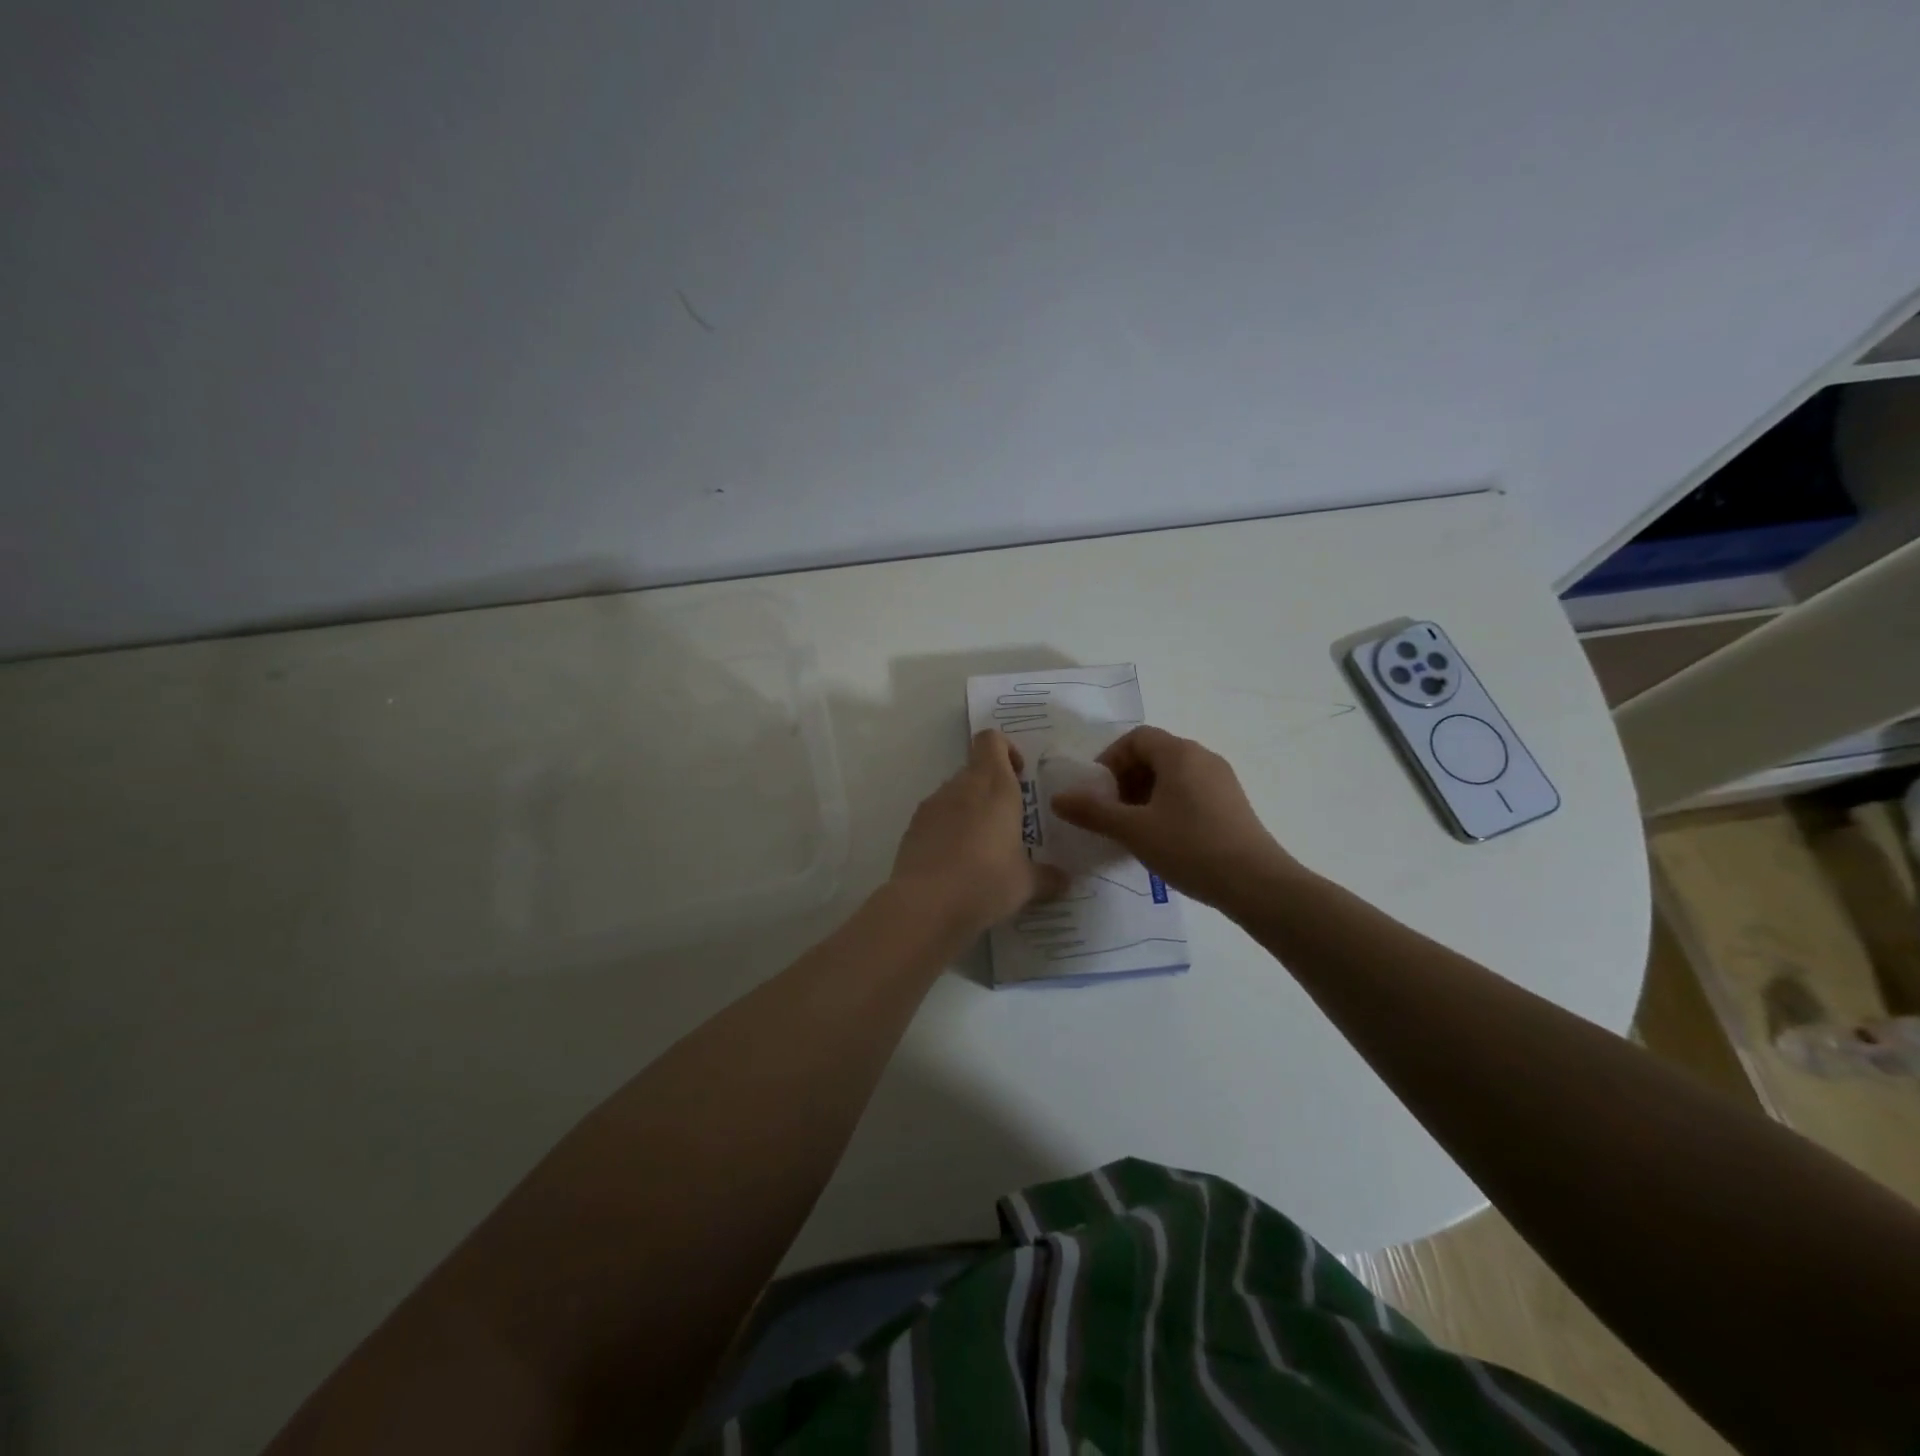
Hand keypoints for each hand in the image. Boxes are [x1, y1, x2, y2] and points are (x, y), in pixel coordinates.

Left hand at [889, 730, 1064, 935]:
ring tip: (983, 850)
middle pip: (975, 769)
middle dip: (993, 789)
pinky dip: (947, 831)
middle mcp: (961, 787)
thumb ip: (1047, 877)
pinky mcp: (911, 829)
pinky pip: (936, 819)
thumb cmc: (986, 882)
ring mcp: (931, 806)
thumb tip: (1064, 880)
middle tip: (1009, 824)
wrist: (924, 906)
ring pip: (954, 794)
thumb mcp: (1026, 884)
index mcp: (994, 786)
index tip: (1020, 776)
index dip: (1006, 750)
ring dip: (970, 811)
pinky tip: (957, 866)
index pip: (991, 740)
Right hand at [1049, 725, 1299, 908]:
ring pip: (1172, 776)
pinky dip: (1167, 805)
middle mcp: (1203, 758)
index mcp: (1179, 754)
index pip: (1136, 738)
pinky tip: (1161, 839)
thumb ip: (1092, 812)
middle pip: (1154, 755)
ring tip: (1132, 829)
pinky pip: (1190, 792)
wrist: (1256, 884)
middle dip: (1125, 779)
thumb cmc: (1189, 847)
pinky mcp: (1232, 805)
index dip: (1110, 759)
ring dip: (1145, 795)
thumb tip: (1057, 799)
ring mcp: (1222, 781)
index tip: (1097, 790)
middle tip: (1110, 812)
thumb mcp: (1133, 830)